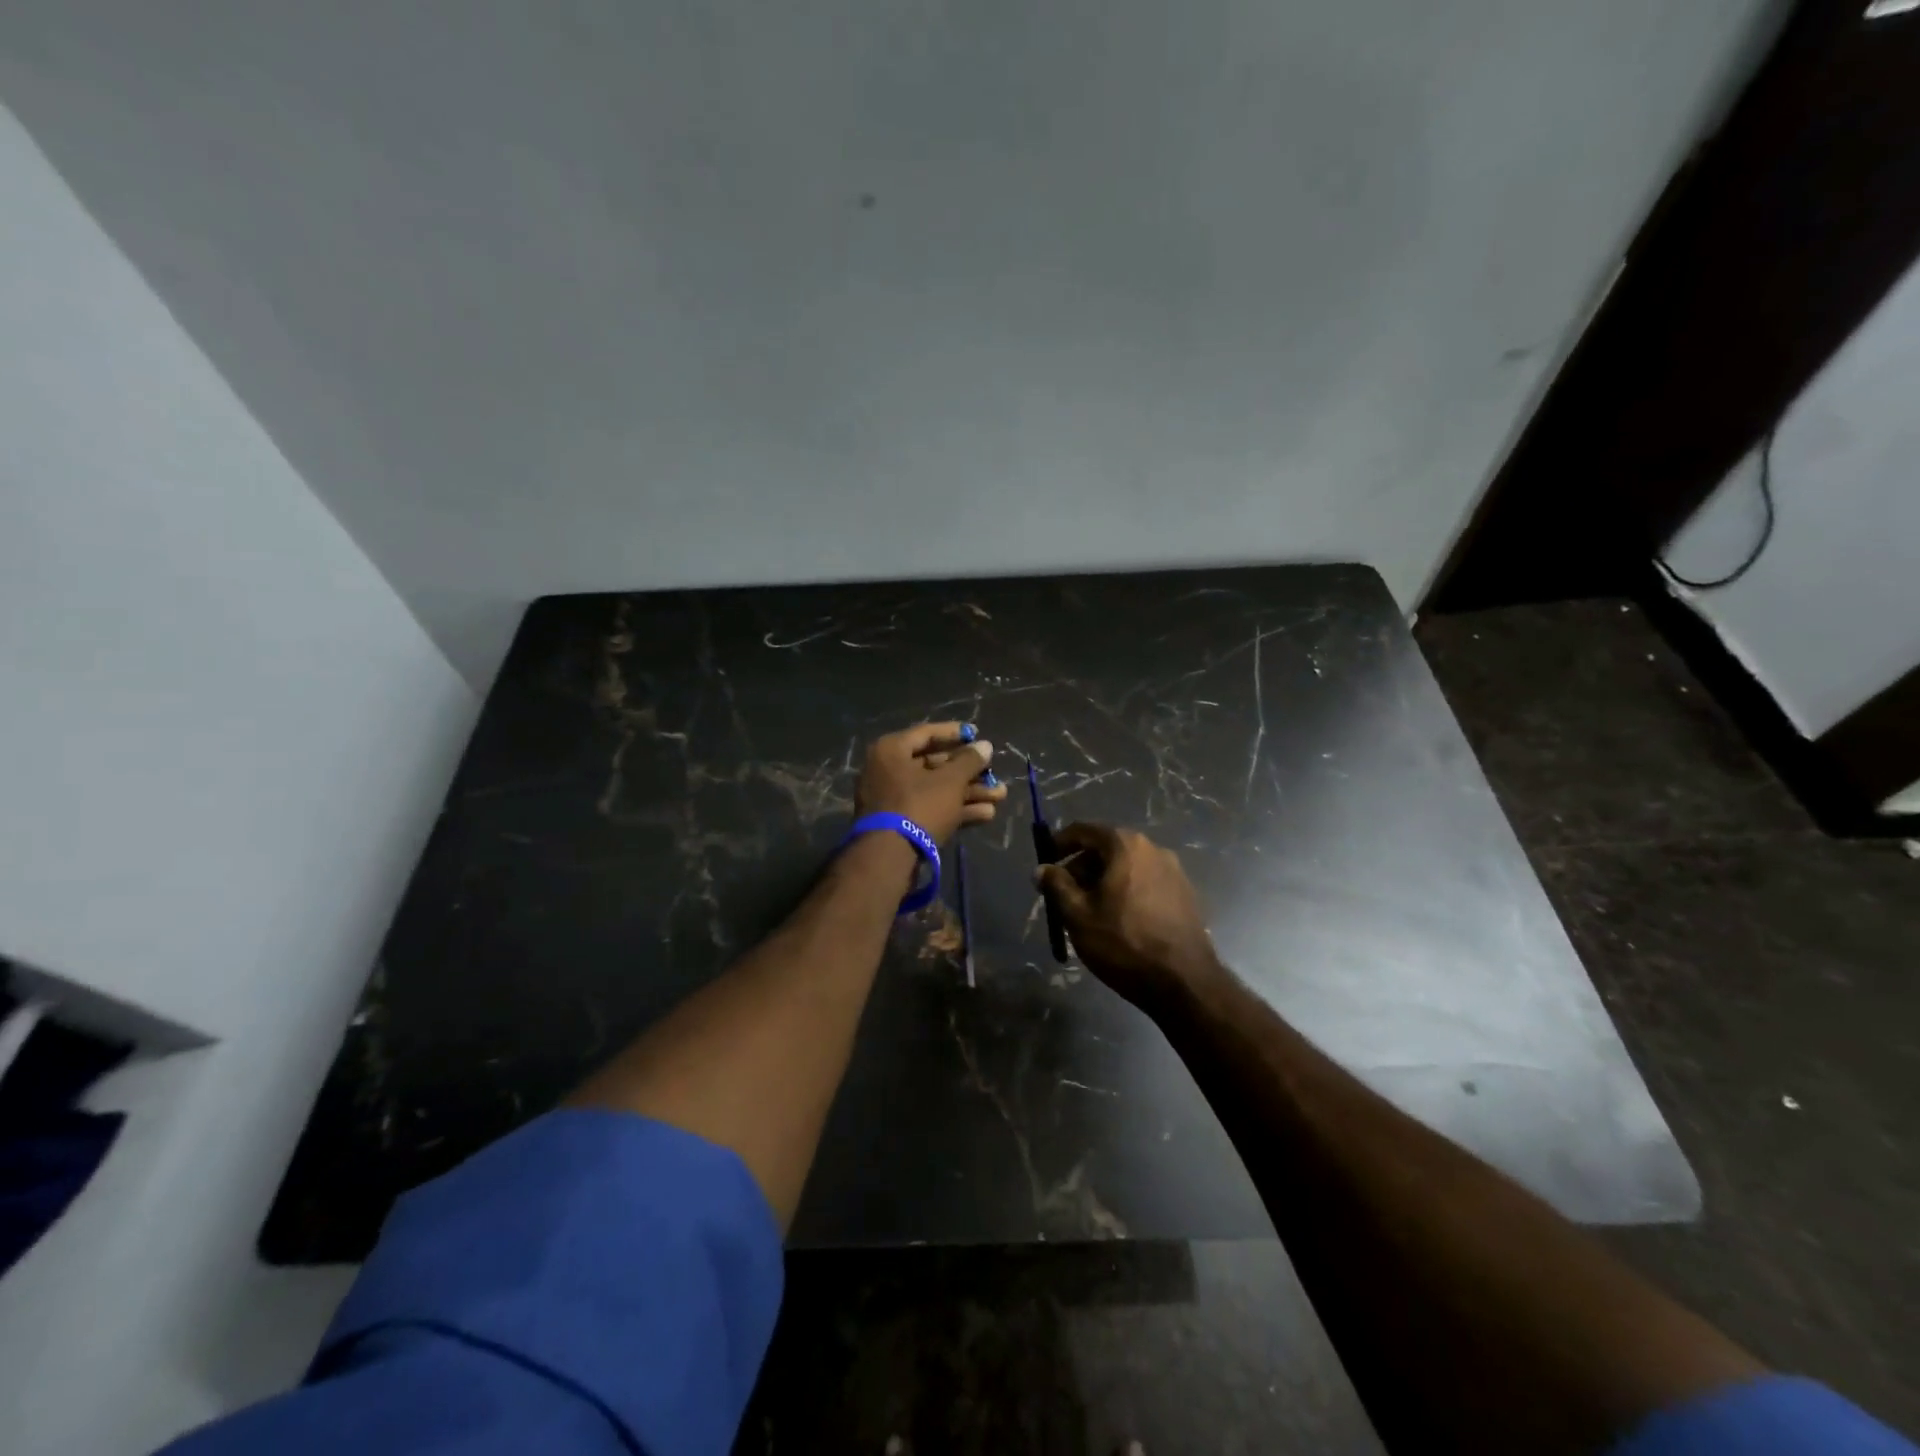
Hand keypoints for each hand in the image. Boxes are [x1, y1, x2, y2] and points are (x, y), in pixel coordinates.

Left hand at [854, 722, 1006, 844]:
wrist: (889, 857)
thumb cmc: (919, 806)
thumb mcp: (950, 781)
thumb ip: (969, 761)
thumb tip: (985, 745)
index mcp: (891, 751)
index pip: (926, 733)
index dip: (955, 733)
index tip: (977, 734)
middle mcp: (888, 771)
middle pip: (934, 764)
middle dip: (969, 772)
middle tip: (993, 773)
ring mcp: (893, 799)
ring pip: (936, 789)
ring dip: (969, 792)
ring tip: (1000, 796)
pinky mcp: (900, 823)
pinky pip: (930, 808)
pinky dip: (956, 809)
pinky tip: (986, 814)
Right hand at [1037, 823, 1222, 1013]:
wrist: (1184, 983)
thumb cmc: (1123, 942)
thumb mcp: (1078, 915)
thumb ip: (1056, 886)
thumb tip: (1042, 870)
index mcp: (1126, 846)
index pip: (1084, 830)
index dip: (1059, 843)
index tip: (1045, 863)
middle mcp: (1153, 849)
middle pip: (1107, 848)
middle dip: (1080, 867)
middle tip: (1063, 894)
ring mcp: (1174, 871)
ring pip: (1126, 867)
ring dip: (1102, 881)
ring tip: (1087, 911)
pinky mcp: (1185, 895)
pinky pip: (1145, 882)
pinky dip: (1125, 891)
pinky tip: (1117, 920)